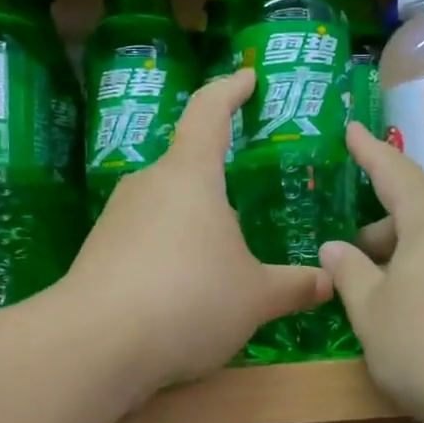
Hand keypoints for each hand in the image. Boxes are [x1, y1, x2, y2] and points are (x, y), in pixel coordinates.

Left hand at [67, 69, 329, 389]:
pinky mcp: (99, 253)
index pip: (209, 112)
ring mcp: (117, 218)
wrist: (94, 345)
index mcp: (190, 176)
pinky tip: (187, 290)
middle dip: (219, 180)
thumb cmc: (189, 300)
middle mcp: (149, 185)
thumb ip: (294, 286)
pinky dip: (172, 253)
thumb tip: (329, 281)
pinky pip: (146, 239)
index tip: (247, 77)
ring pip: (167, 206)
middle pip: (188, 165)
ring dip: (196, 223)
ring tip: (225, 257)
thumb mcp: (255, 297)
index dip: (230, 89)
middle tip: (250, 200)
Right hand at [320, 124, 423, 422]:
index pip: (394, 171)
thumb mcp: (371, 313)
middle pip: (419, 211)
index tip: (352, 127)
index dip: (368, 151)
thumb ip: (349, 273)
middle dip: (381, 227)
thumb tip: (335, 246)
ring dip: (406, 255)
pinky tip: (421, 313)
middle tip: (351, 257)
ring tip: (382, 291)